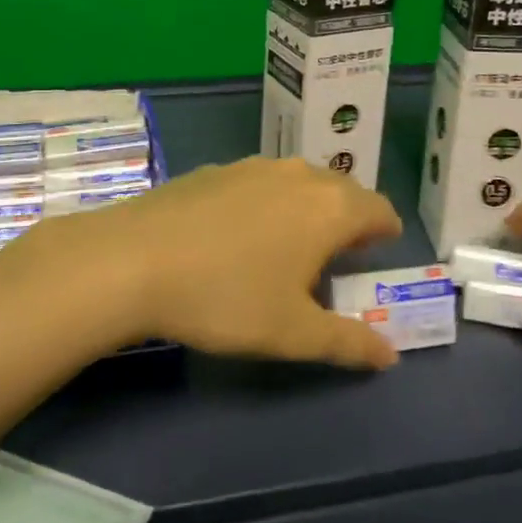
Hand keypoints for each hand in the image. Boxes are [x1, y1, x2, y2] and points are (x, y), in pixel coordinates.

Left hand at [0, 157, 403, 369]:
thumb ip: (348, 343)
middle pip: (341, 189)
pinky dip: (267, 202)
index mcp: (329, 208)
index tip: (379, 253)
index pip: (379, 209)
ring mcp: (251, 166)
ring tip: (291, 244)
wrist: (132, 260)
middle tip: (339, 254)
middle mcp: (297, 175)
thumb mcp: (293, 333)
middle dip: (348, 218)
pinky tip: (238, 234)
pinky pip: (258, 182)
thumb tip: (390, 356)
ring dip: (306, 207)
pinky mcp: (213, 170)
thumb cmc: (226, 297)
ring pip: (298, 182)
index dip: (385, 232)